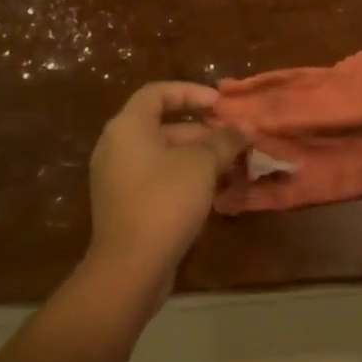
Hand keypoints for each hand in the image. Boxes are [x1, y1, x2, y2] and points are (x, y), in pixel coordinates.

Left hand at [87, 82, 245, 292]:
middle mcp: (116, 147)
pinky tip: (212, 191)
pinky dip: (183, 177)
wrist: (130, 268)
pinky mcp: (124, 206)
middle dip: (201, 130)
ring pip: (162, 154)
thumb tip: (245, 127)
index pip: (158, 93)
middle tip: (233, 139)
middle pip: (162, 125)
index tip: (220, 104)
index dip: (191, 92)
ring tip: (230, 165)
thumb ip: (225, 140)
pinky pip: (157, 178)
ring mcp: (117, 179)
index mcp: (127, 127)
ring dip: (197, 156)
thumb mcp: (202, 164)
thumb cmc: (165, 200)